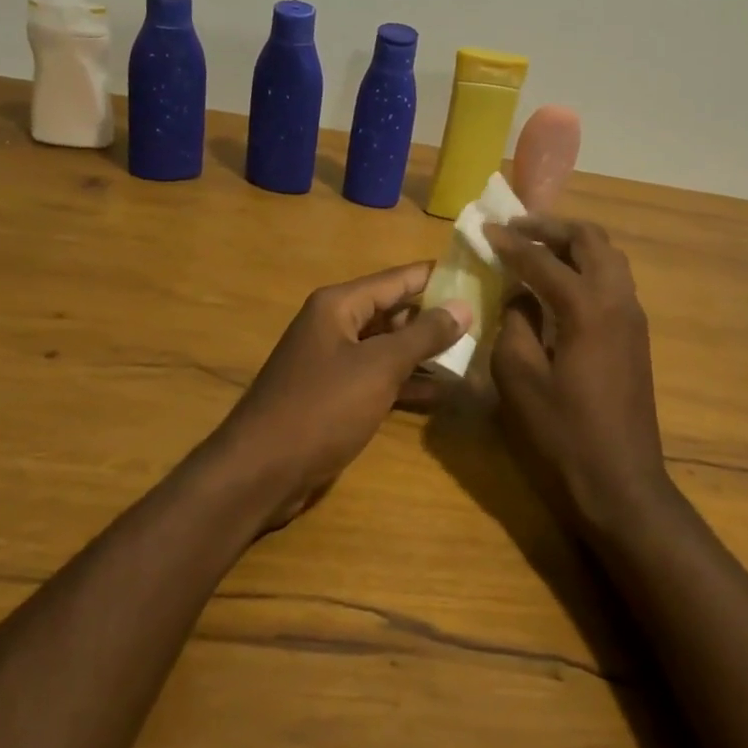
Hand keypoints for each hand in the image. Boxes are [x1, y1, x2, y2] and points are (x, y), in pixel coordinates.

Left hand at [213, 263, 471, 530]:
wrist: (261, 472)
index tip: (479, 275)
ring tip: (475, 355)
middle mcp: (335, 325)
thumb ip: (423, 336)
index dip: (438, 277)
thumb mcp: (378, 367)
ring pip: (389, 348)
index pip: (399, 279)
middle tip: (487, 320)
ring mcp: (334, 362)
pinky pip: (379, 378)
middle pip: (395, 312)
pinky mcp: (336, 396)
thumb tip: (463, 306)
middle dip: (437, 317)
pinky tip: (445, 393)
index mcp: (339, 305)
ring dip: (426, 354)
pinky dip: (408, 383)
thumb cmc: (321, 408)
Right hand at [484, 217, 671, 527]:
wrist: (620, 483)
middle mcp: (618, 301)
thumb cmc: (562, 435)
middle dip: (552, 228)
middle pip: (591, 240)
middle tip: (517, 228)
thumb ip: (515, 324)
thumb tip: (518, 295)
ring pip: (608, 257)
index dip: (512, 243)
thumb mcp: (519, 379)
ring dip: (573, 244)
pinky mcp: (636, 336)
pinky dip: (586, 267)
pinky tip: (559, 284)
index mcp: (588, 309)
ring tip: (536, 249)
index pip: (544, 260)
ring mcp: (633, 318)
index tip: (486, 229)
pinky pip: (613, 281)